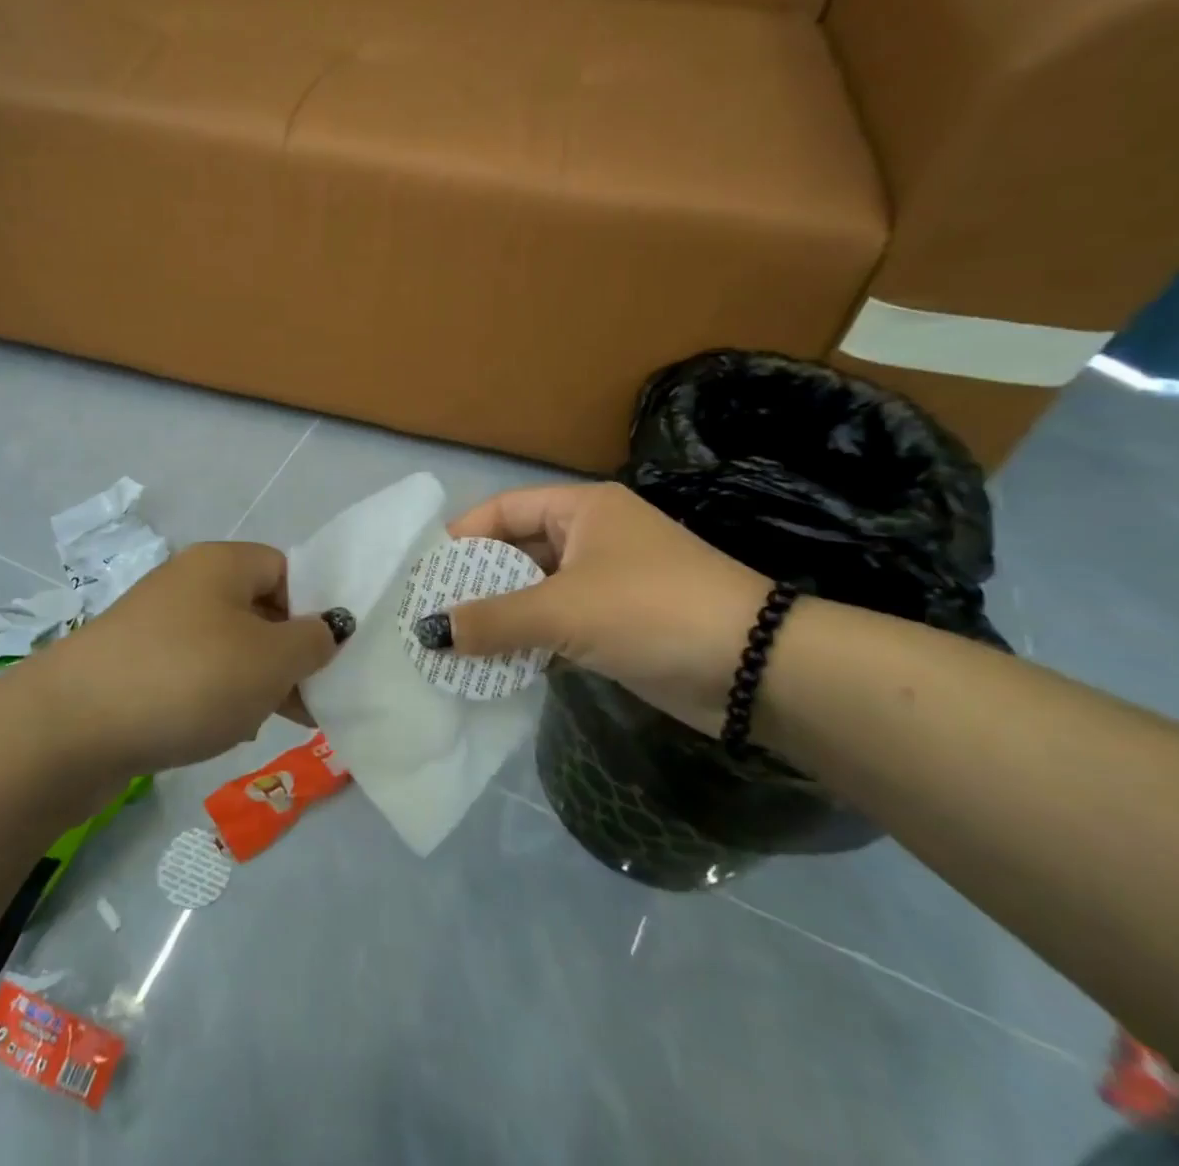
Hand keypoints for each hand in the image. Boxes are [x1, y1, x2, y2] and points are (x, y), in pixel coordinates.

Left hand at [37, 542, 345, 774]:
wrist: (71, 727)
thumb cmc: (188, 679)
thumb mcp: (270, 660)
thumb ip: (314, 641)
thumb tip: (328, 629)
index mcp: (222, 563)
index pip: (287, 570)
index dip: (313, 610)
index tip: (325, 659)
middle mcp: (188, 582)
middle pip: (258, 610)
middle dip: (286, 656)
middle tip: (307, 701)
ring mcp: (156, 624)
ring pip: (227, 646)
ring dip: (253, 682)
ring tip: (264, 722)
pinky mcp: (135, 664)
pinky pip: (192, 672)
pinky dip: (213, 697)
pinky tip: (221, 732)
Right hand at [428, 483, 770, 734]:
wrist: (754, 669)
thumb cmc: (651, 610)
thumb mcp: (563, 610)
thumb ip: (492, 620)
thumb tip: (429, 632)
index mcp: (581, 509)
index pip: (504, 510)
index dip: (462, 537)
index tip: (424, 573)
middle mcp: (591, 537)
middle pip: (516, 552)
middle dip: (475, 584)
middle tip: (429, 615)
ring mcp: (605, 583)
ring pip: (535, 593)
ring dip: (499, 618)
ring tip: (450, 645)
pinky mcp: (616, 625)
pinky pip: (556, 625)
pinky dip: (526, 642)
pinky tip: (493, 666)